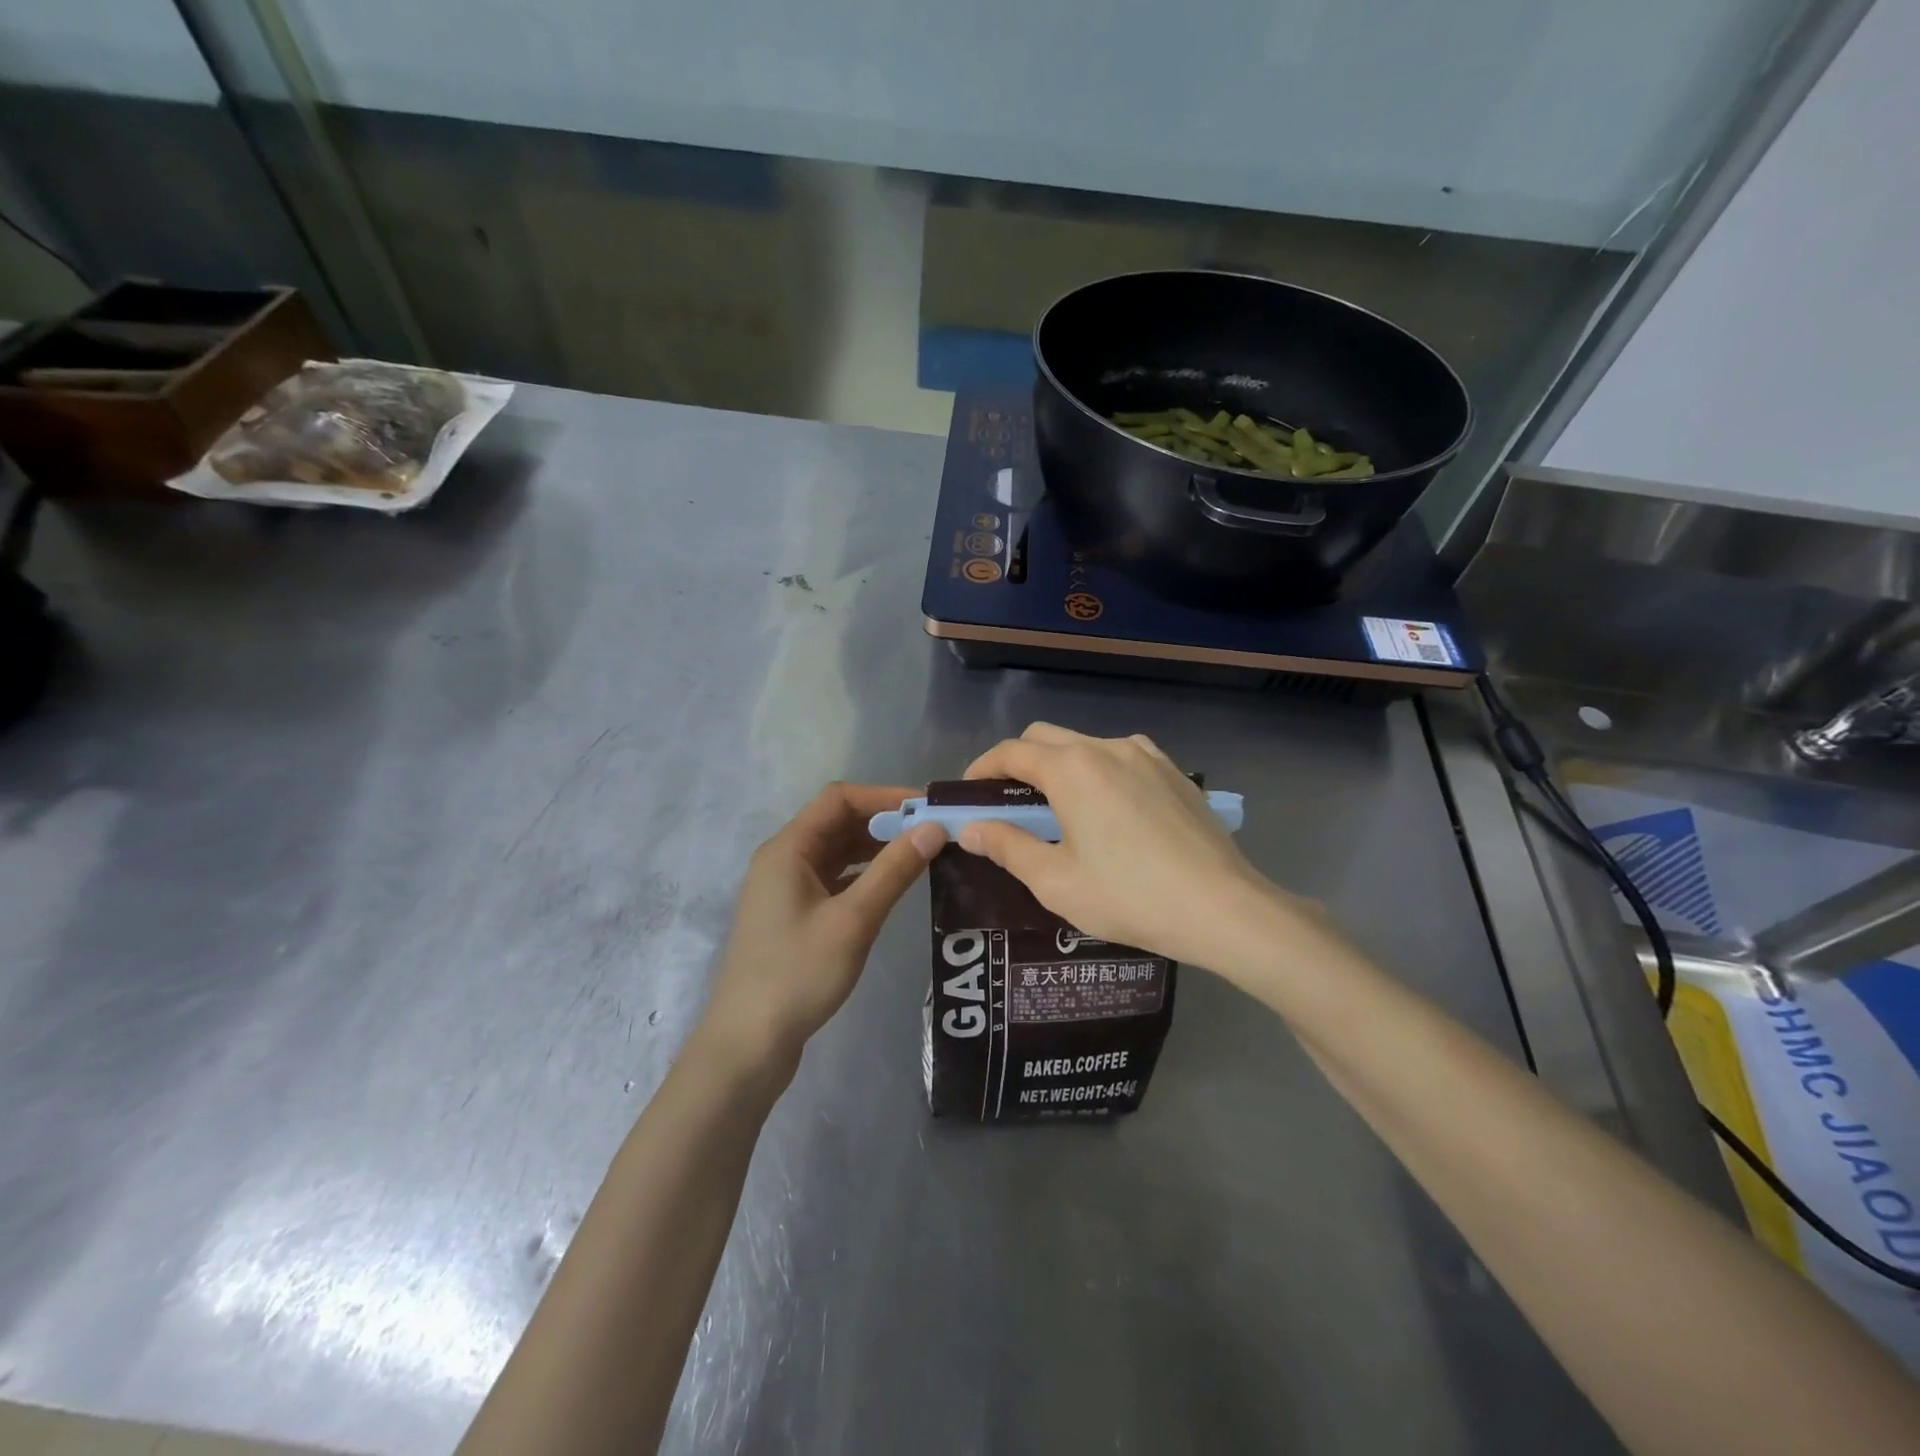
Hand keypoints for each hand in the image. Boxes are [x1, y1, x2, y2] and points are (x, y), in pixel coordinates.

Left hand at [698, 783, 946, 1079]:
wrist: (747, 1044)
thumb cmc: (798, 974)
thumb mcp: (853, 920)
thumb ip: (894, 871)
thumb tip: (933, 829)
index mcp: (788, 849)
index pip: (840, 799)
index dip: (885, 796)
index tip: (928, 808)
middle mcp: (783, 860)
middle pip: (838, 822)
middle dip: (885, 822)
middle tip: (933, 834)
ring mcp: (786, 889)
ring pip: (837, 852)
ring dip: (876, 849)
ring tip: (922, 856)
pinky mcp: (793, 916)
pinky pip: (833, 879)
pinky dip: (863, 875)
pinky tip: (892, 887)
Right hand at [960, 725, 1335, 979]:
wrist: (1223, 908)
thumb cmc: (1130, 896)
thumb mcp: (1056, 881)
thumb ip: (1008, 847)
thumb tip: (971, 829)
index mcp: (1072, 768)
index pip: (1011, 751)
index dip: (982, 769)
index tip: (968, 794)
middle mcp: (1107, 747)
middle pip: (1046, 738)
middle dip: (1018, 762)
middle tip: (1009, 804)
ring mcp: (1147, 756)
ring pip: (1086, 745)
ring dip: (1060, 766)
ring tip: (1060, 810)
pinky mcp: (1175, 773)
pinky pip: (1122, 758)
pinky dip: (1099, 772)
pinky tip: (1108, 811)